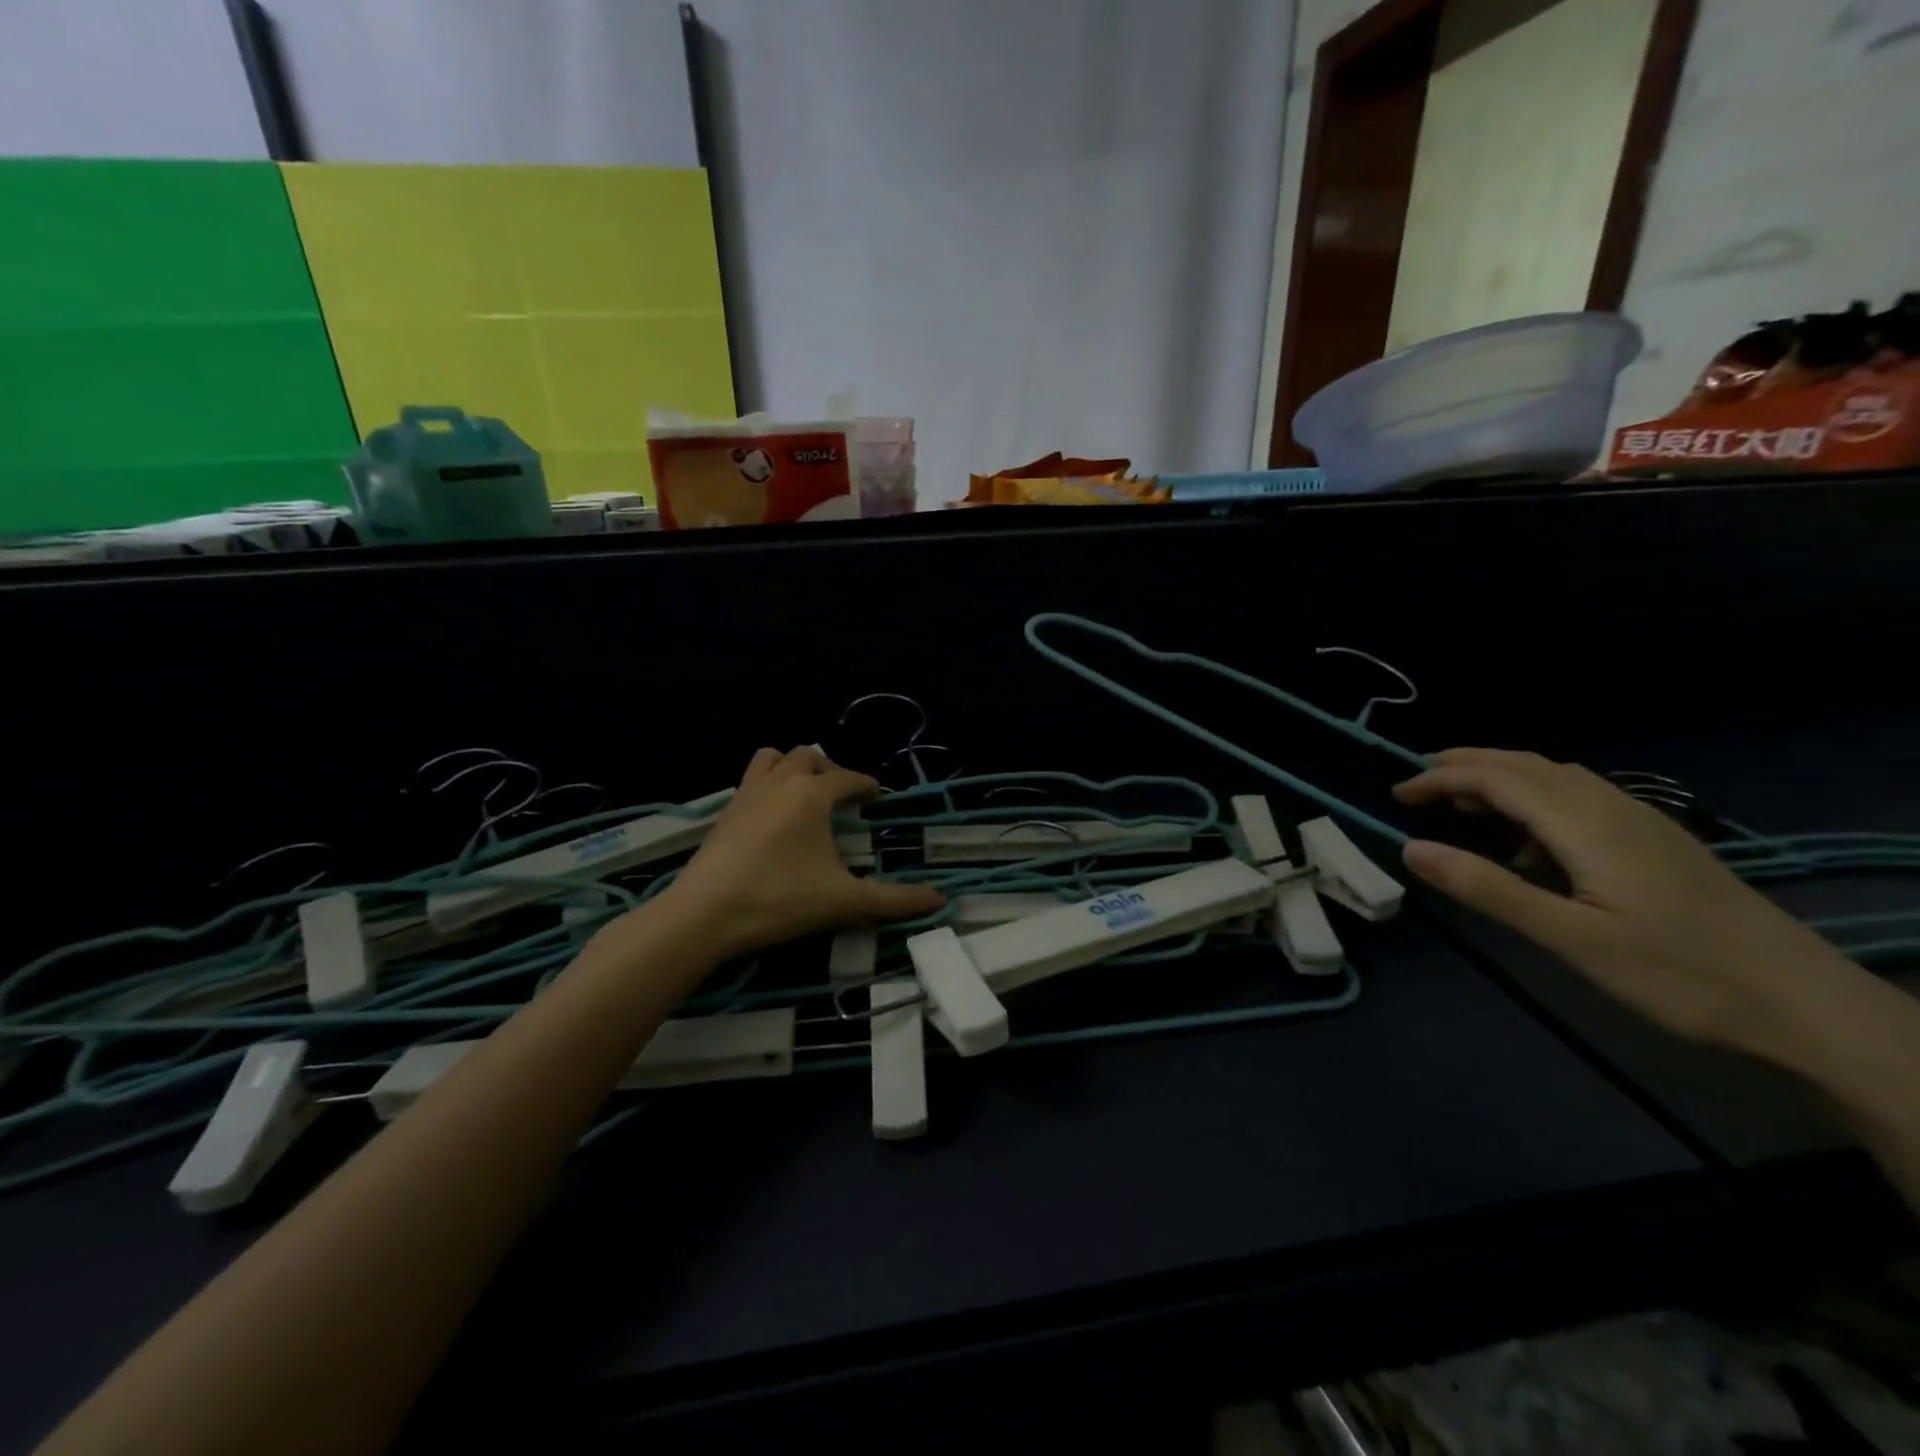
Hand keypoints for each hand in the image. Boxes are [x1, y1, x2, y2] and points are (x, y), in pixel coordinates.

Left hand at [659, 746, 945, 958]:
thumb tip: (940, 900)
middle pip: (810, 756)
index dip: (868, 786)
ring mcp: (747, 794)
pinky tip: (773, 816)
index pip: (849, 779)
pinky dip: (768, 783)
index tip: (878, 797)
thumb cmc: (779, 899)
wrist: (703, 915)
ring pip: (774, 758)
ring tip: (806, 793)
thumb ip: (894, 900)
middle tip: (844, 796)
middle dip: (832, 770)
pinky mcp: (724, 812)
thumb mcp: (843, 901)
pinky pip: (751, 779)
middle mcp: (781, 782)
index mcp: (812, 794)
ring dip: (794, 766)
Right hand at [1392, 748, 1853, 1055]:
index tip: (1397, 794)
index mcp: (1586, 824)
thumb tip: (1410, 848)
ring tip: (1464, 806)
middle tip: (1419, 782)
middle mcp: (1613, 808)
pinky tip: (1534, 847)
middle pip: (1528, 764)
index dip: (1442, 778)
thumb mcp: (1570, 938)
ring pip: (1558, 778)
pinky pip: (1583, 799)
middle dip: (1468, 764)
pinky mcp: (1659, 843)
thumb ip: (1487, 888)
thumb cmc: (1679, 974)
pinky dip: (1538, 802)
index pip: (1498, 779)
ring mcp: (1643, 823)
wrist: (1809, 1006)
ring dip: (1503, 779)